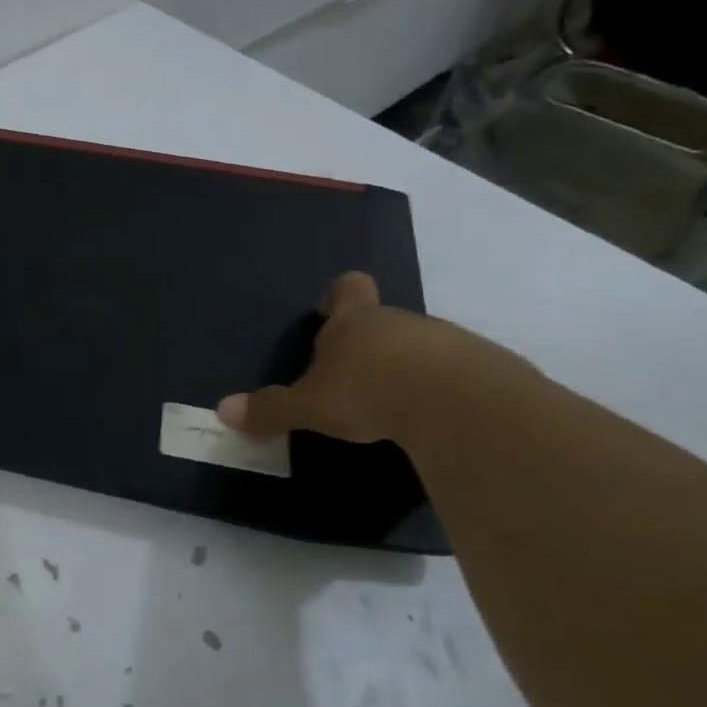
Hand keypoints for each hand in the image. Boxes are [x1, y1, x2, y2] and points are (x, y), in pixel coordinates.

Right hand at [215, 272, 476, 444]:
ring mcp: (446, 341)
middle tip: (350, 377)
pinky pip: (454, 373)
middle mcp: (400, 320)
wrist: (460, 405)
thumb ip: (270, 409)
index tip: (327, 313)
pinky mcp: (483, 369)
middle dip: (367, 343)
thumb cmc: (370, 391)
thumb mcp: (310, 406)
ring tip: (392, 404)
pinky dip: (439, 390)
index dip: (336, 296)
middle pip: (381, 319)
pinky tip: (431, 418)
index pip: (347, 287)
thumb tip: (223, 411)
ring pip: (418, 346)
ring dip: (405, 367)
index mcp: (355, 320)